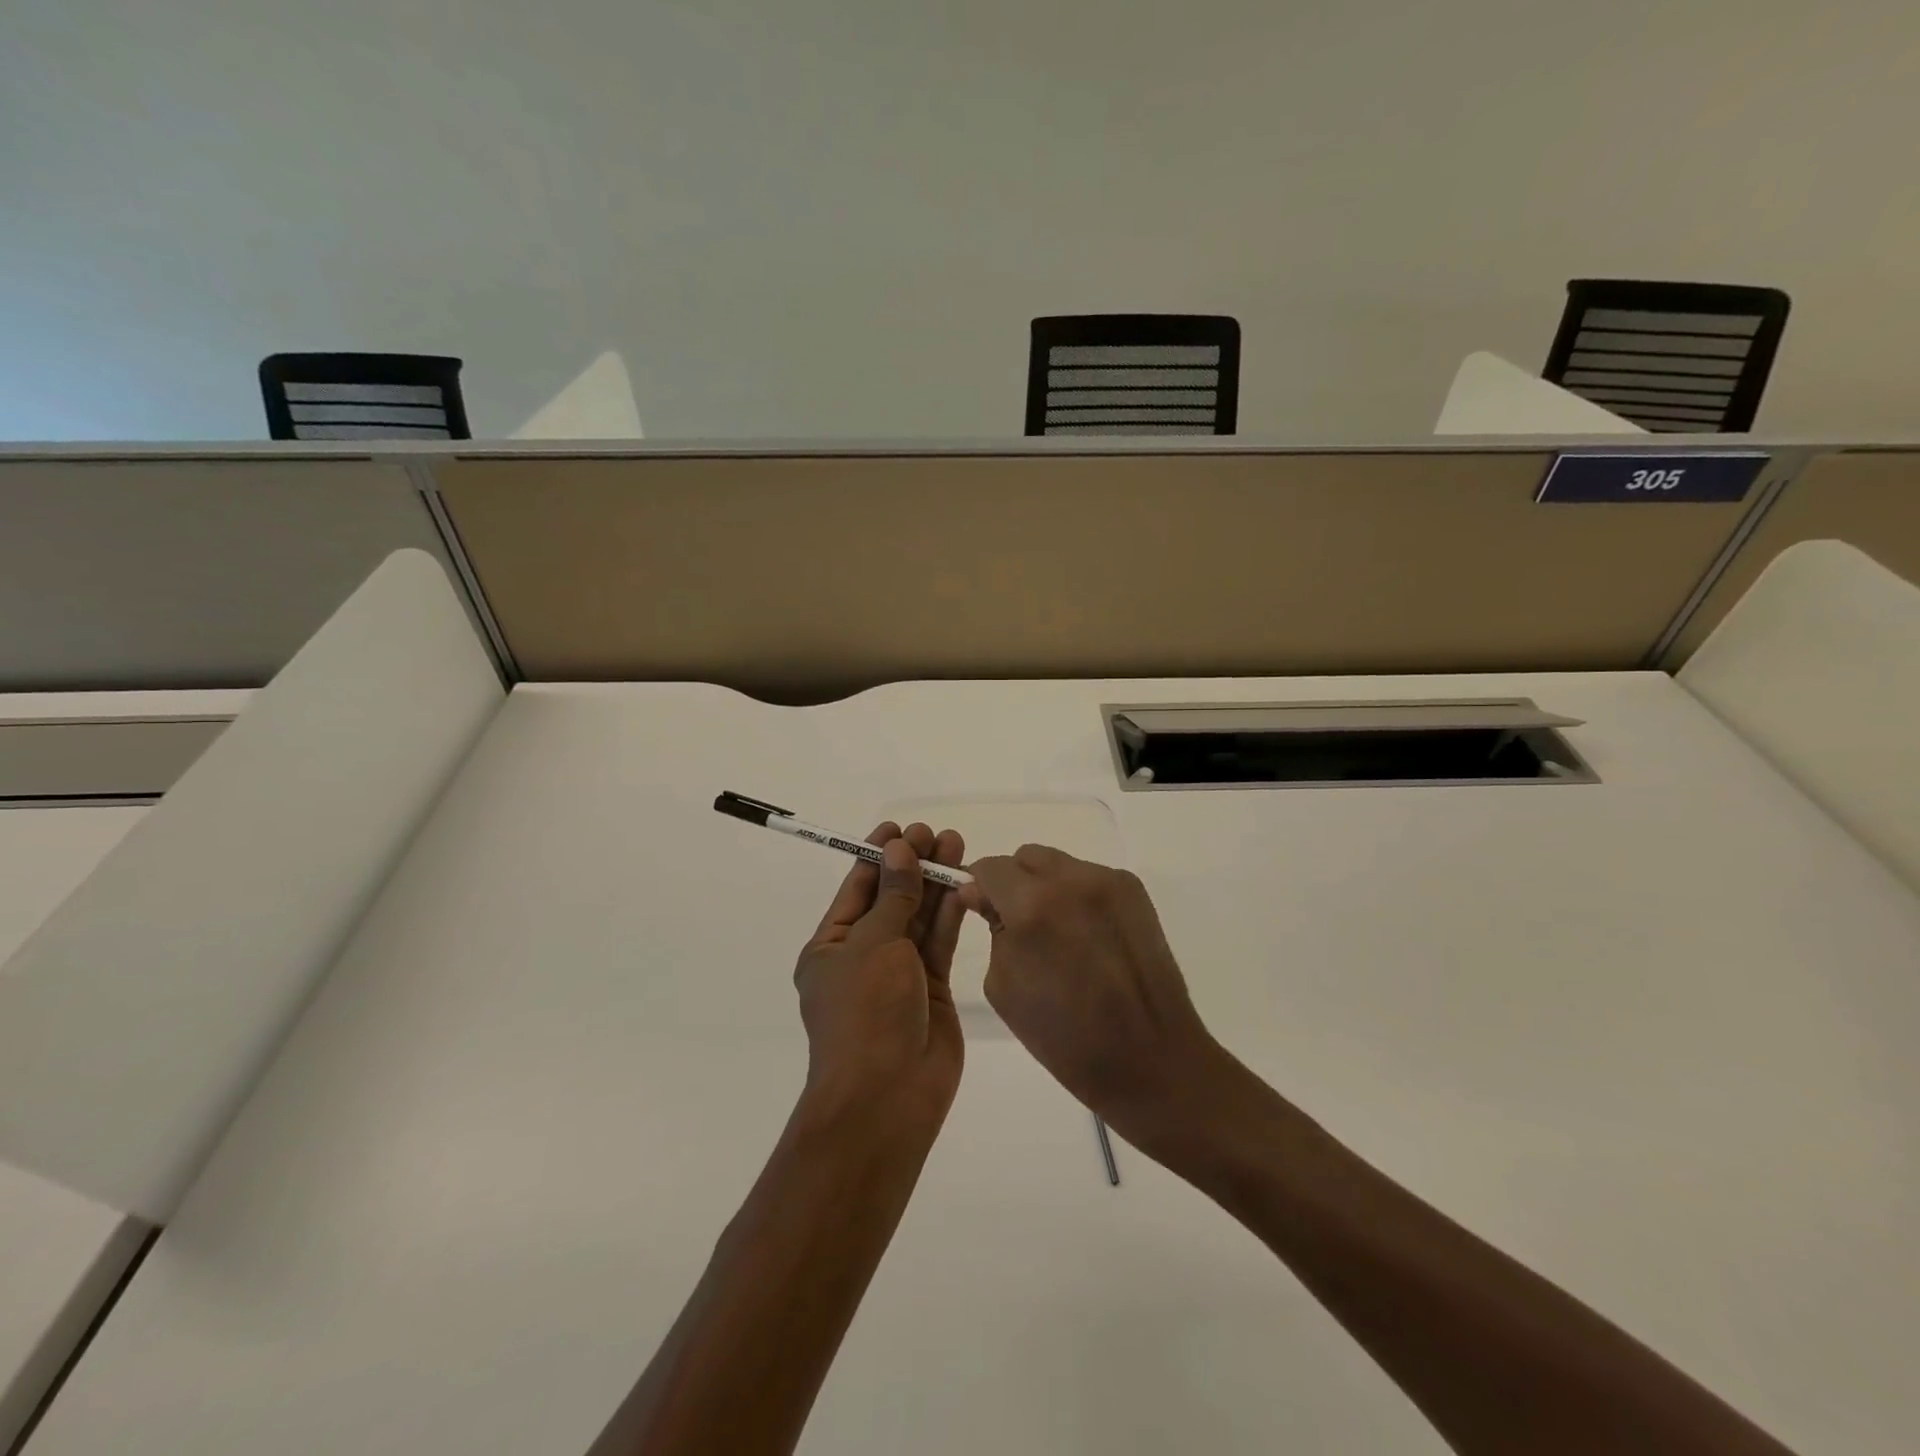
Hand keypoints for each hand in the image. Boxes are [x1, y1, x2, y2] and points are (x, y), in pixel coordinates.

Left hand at [792, 821, 967, 1135]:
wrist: (888, 1096)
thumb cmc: (866, 1012)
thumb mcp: (874, 944)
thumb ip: (894, 895)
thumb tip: (898, 848)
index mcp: (832, 946)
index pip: (856, 888)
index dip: (878, 855)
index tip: (899, 827)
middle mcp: (864, 956)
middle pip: (892, 898)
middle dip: (912, 865)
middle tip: (936, 833)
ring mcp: (899, 974)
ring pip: (919, 918)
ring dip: (935, 883)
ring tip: (956, 844)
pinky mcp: (931, 989)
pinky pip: (940, 943)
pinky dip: (951, 914)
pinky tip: (965, 884)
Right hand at [959, 845, 1230, 1150]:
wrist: (1150, 1058)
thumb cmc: (1066, 1037)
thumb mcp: (1004, 986)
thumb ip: (992, 929)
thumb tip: (983, 895)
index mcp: (1033, 906)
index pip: (990, 868)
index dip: (978, 885)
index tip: (978, 907)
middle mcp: (1072, 880)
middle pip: (1025, 857)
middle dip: (1012, 882)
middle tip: (1017, 922)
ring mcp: (1109, 881)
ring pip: (1058, 864)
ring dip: (1046, 886)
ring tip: (1058, 932)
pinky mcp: (1134, 891)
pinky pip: (1089, 878)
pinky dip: (1077, 896)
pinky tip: (1087, 935)